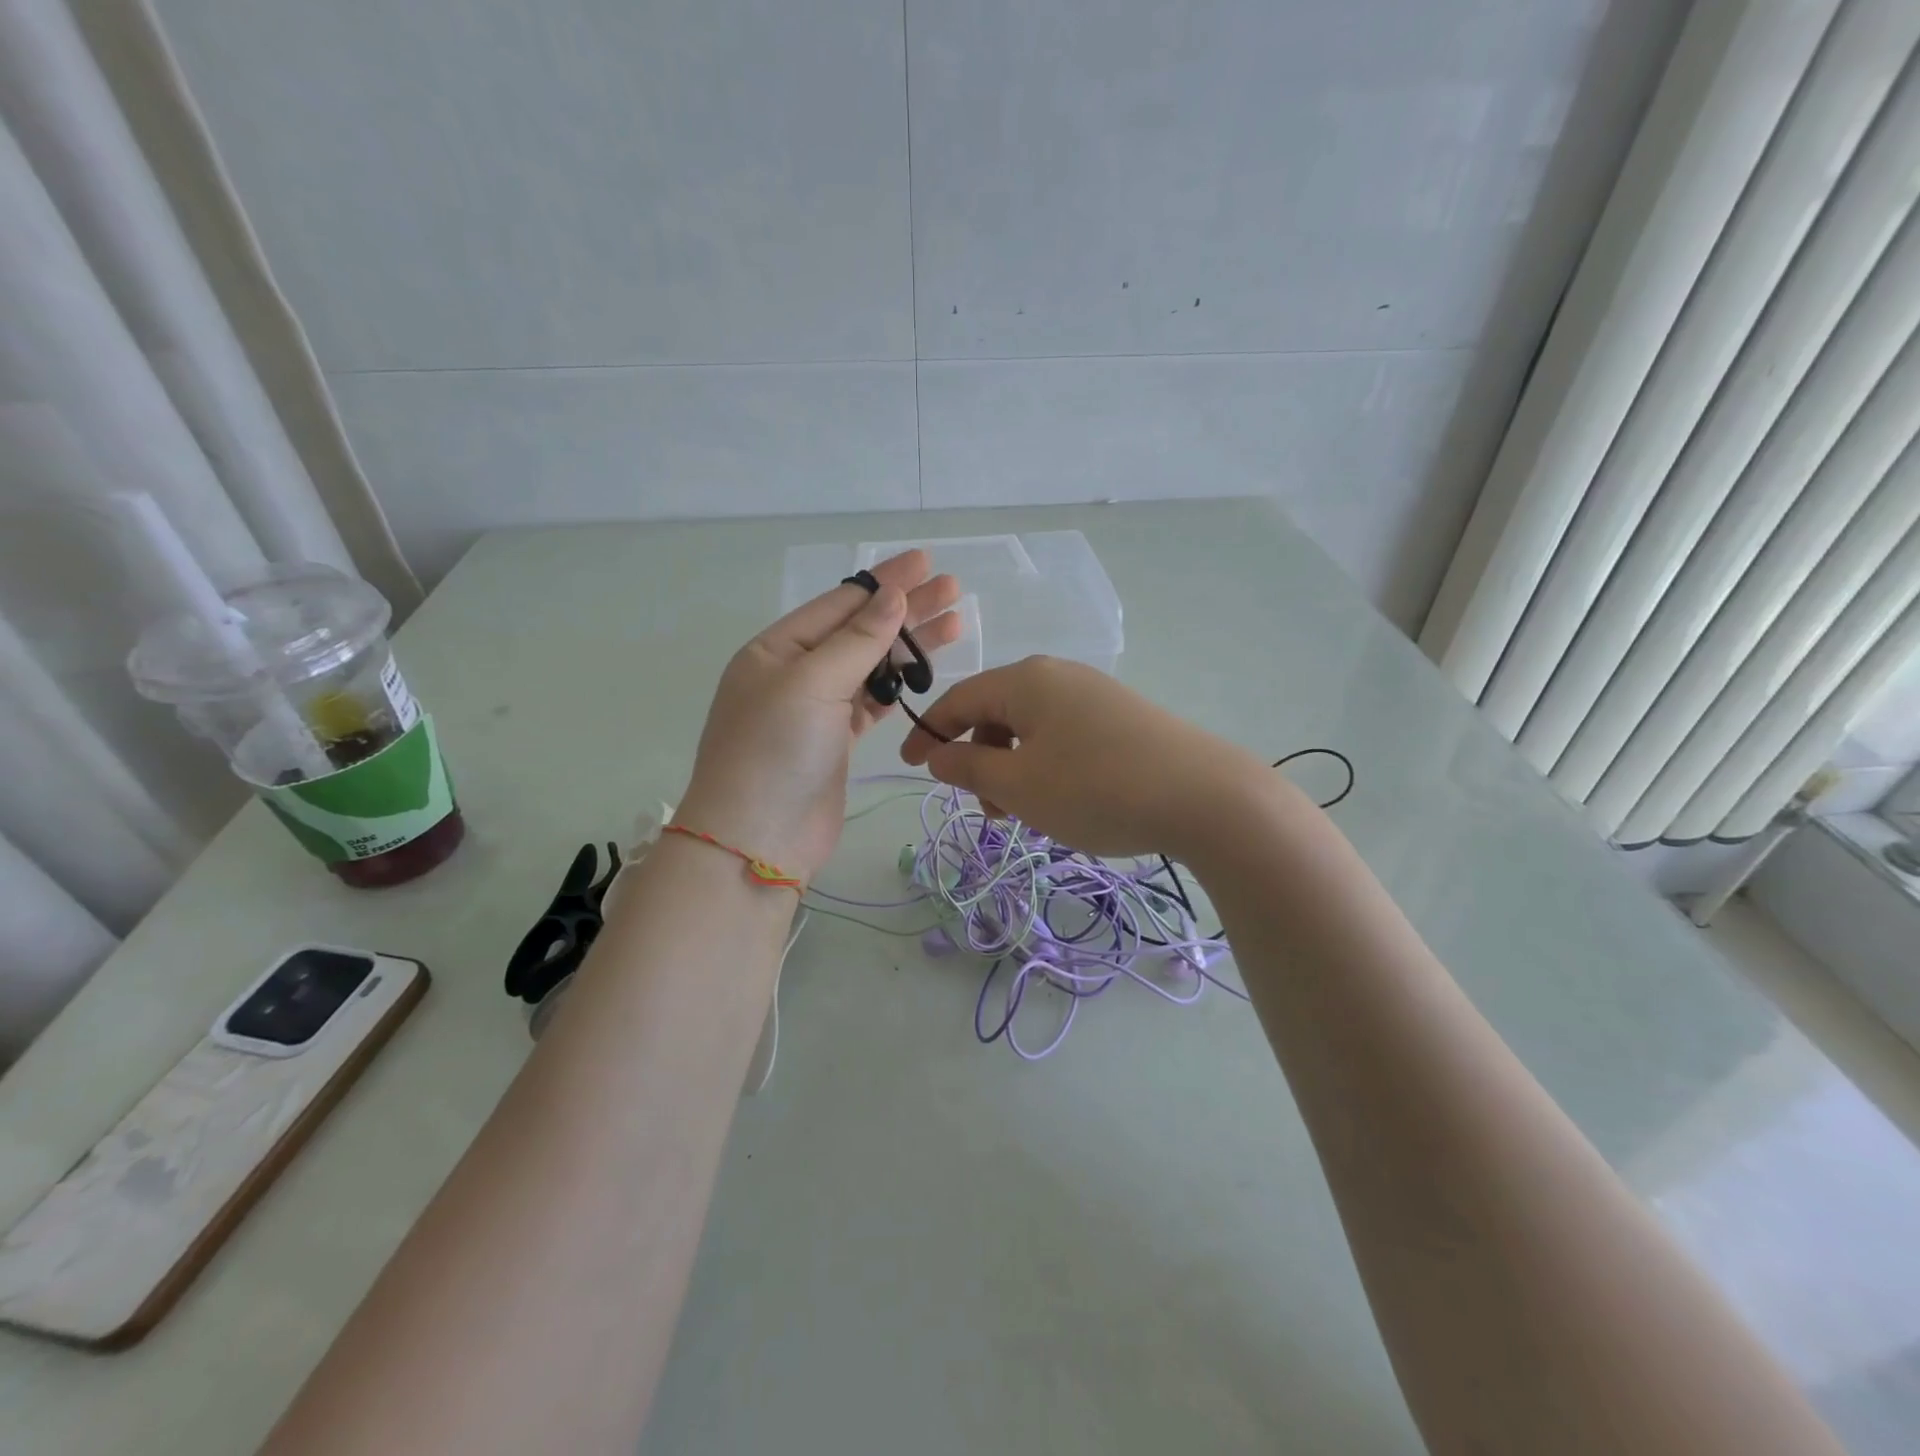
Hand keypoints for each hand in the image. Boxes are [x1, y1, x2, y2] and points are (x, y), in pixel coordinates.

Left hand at [678, 551, 960, 884]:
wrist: (758, 840)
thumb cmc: (775, 752)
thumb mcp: (812, 684)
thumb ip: (858, 641)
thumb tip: (893, 597)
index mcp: (778, 649)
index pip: (840, 603)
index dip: (885, 581)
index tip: (925, 562)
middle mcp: (796, 672)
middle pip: (860, 631)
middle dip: (906, 610)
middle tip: (953, 589)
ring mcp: (816, 708)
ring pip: (871, 666)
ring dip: (909, 646)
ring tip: (955, 625)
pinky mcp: (837, 740)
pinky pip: (872, 700)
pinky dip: (899, 685)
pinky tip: (924, 670)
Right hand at [899, 656, 1269, 858]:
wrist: (1206, 797)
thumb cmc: (1095, 788)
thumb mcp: (1018, 785)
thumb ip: (968, 766)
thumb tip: (937, 752)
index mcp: (1025, 680)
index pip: (958, 699)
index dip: (928, 733)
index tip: (910, 767)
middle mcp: (1059, 676)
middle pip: (997, 712)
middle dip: (979, 759)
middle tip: (988, 809)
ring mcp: (1095, 694)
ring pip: (1032, 728)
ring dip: (1014, 768)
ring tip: (1028, 813)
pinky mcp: (1123, 718)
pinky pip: (1064, 736)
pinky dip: (1047, 766)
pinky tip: (1065, 800)